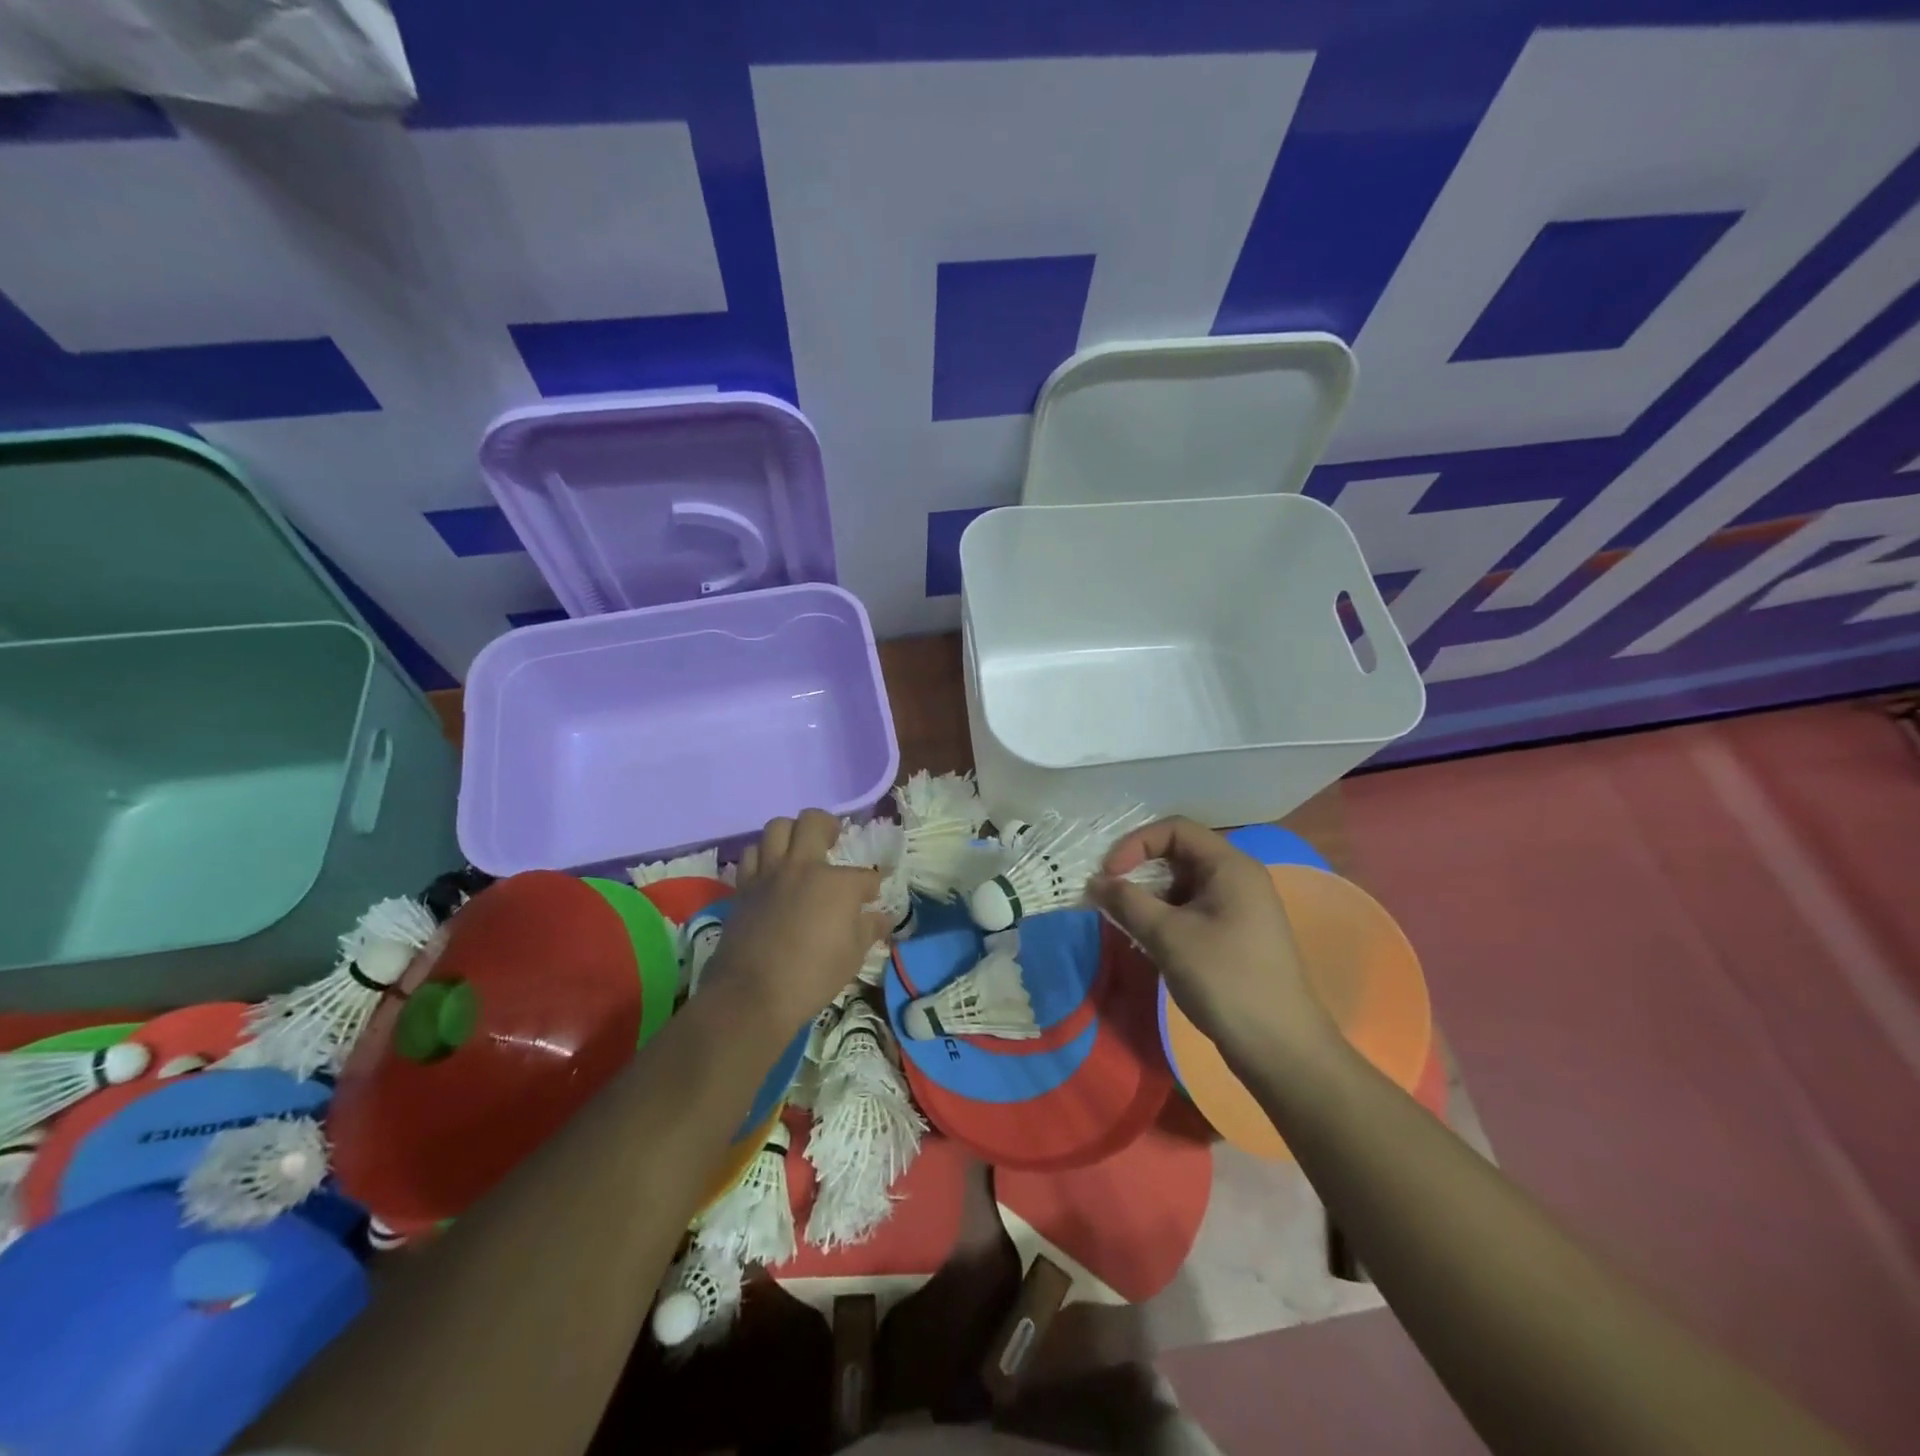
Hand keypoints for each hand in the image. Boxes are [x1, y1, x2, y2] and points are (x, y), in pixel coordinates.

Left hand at [702, 809, 889, 1035]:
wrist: (752, 995)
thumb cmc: (812, 977)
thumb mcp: (853, 956)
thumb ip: (869, 929)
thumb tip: (883, 917)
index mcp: (837, 883)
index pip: (866, 876)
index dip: (872, 886)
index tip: (872, 897)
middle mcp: (803, 867)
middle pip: (814, 821)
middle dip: (829, 825)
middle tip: (833, 839)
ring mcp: (769, 873)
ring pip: (777, 827)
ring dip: (790, 834)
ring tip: (798, 850)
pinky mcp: (744, 887)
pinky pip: (751, 854)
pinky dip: (763, 856)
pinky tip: (771, 871)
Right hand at [1088, 817, 1334, 1060]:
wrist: (1280, 1048)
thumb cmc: (1226, 980)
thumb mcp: (1169, 937)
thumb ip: (1127, 902)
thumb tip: (1095, 882)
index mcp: (1230, 866)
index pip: (1175, 830)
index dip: (1135, 844)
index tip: (1108, 874)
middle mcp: (1237, 878)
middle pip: (1178, 854)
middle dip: (1138, 870)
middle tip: (1108, 896)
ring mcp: (1238, 908)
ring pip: (1182, 884)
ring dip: (1148, 896)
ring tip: (1123, 921)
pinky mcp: (1234, 935)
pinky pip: (1191, 909)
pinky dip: (1164, 916)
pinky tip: (1147, 940)